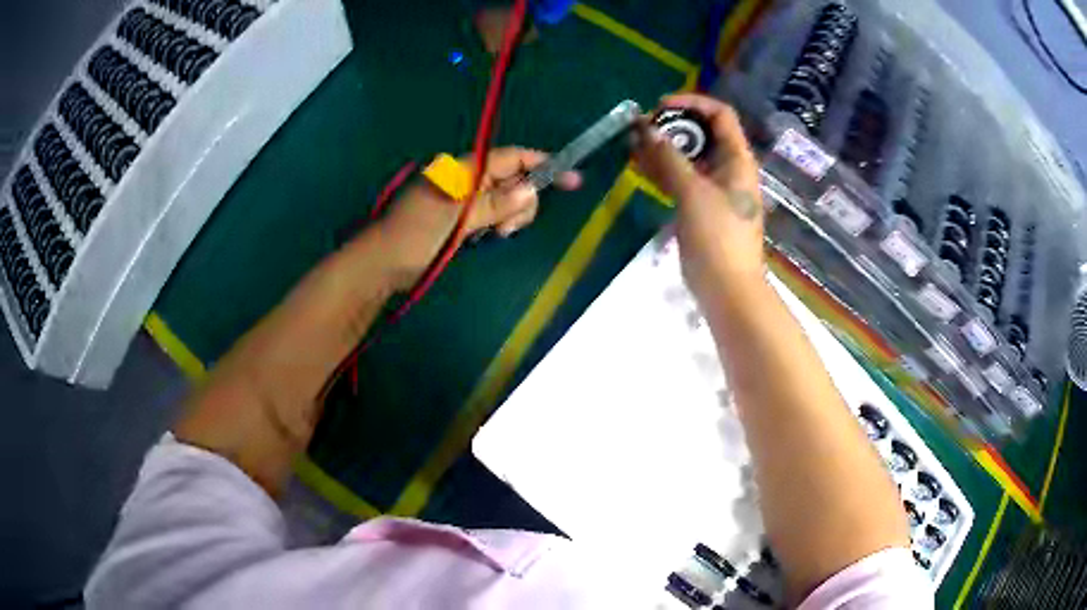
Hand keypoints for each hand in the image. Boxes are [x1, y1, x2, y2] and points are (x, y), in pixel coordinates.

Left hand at [376, 147, 580, 289]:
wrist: (383, 264)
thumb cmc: (415, 235)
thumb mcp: (456, 217)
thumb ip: (494, 203)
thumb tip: (531, 192)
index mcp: (464, 170)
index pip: (511, 158)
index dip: (542, 165)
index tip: (572, 179)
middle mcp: (468, 179)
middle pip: (514, 180)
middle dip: (521, 202)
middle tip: (506, 229)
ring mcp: (465, 199)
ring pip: (506, 200)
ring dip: (509, 217)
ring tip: (494, 236)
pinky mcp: (462, 218)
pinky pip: (493, 215)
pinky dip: (497, 225)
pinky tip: (486, 237)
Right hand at [634, 94, 765, 301]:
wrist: (727, 288)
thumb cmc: (717, 237)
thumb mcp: (693, 192)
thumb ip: (669, 157)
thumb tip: (647, 128)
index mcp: (737, 158)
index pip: (719, 114)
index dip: (692, 103)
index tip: (660, 106)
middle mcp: (727, 167)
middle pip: (701, 133)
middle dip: (670, 126)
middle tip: (639, 128)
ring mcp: (714, 187)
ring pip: (687, 156)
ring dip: (662, 147)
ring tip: (631, 143)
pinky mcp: (700, 206)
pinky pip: (681, 178)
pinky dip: (662, 170)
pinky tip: (638, 164)